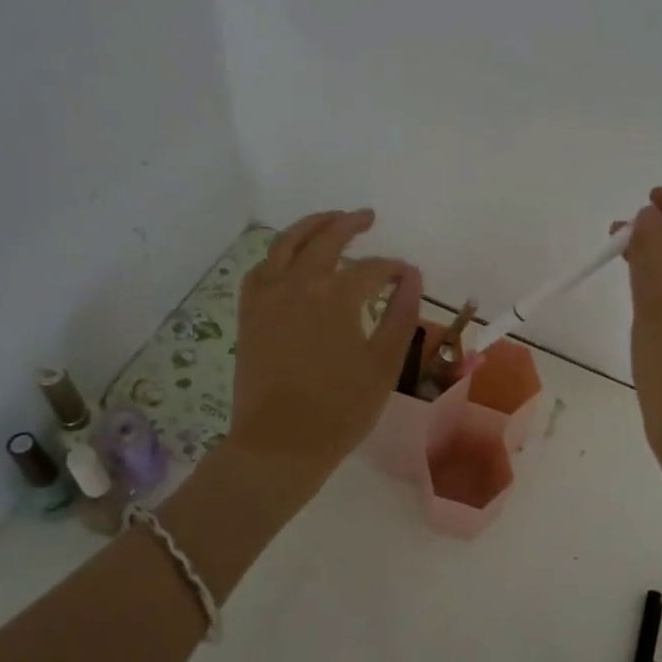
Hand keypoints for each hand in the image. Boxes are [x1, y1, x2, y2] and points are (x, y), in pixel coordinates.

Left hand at [227, 209, 421, 485]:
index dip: (394, 269)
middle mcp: (298, 284)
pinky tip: (289, 259)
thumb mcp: (384, 363)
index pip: (372, 270)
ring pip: (285, 244)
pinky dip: (278, 255)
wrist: (280, 444)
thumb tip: (412, 277)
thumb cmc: (341, 408)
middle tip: (366, 217)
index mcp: (336, 296)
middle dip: (349, 224)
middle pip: (325, 239)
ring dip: (310, 226)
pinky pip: (261, 269)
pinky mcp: (249, 314)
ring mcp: (267, 297)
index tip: (408, 276)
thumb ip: (401, 315)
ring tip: (328, 220)